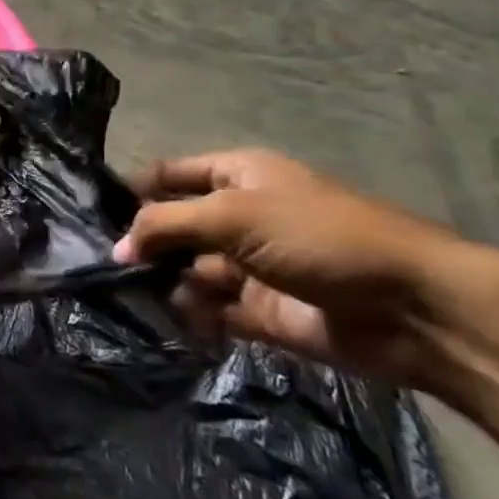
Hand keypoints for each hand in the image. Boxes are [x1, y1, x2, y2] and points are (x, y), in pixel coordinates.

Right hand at [112, 148, 472, 387]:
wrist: (411, 309)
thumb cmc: (319, 237)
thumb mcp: (233, 215)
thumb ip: (166, 225)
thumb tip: (118, 247)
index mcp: (235, 178)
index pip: (167, 176)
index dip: (131, 191)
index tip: (87, 214)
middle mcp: (237, 218)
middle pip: (172, 228)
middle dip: (142, 245)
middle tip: (101, 266)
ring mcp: (248, 266)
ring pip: (186, 272)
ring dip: (163, 284)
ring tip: (132, 297)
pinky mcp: (259, 312)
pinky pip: (209, 311)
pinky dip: (191, 317)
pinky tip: (174, 322)